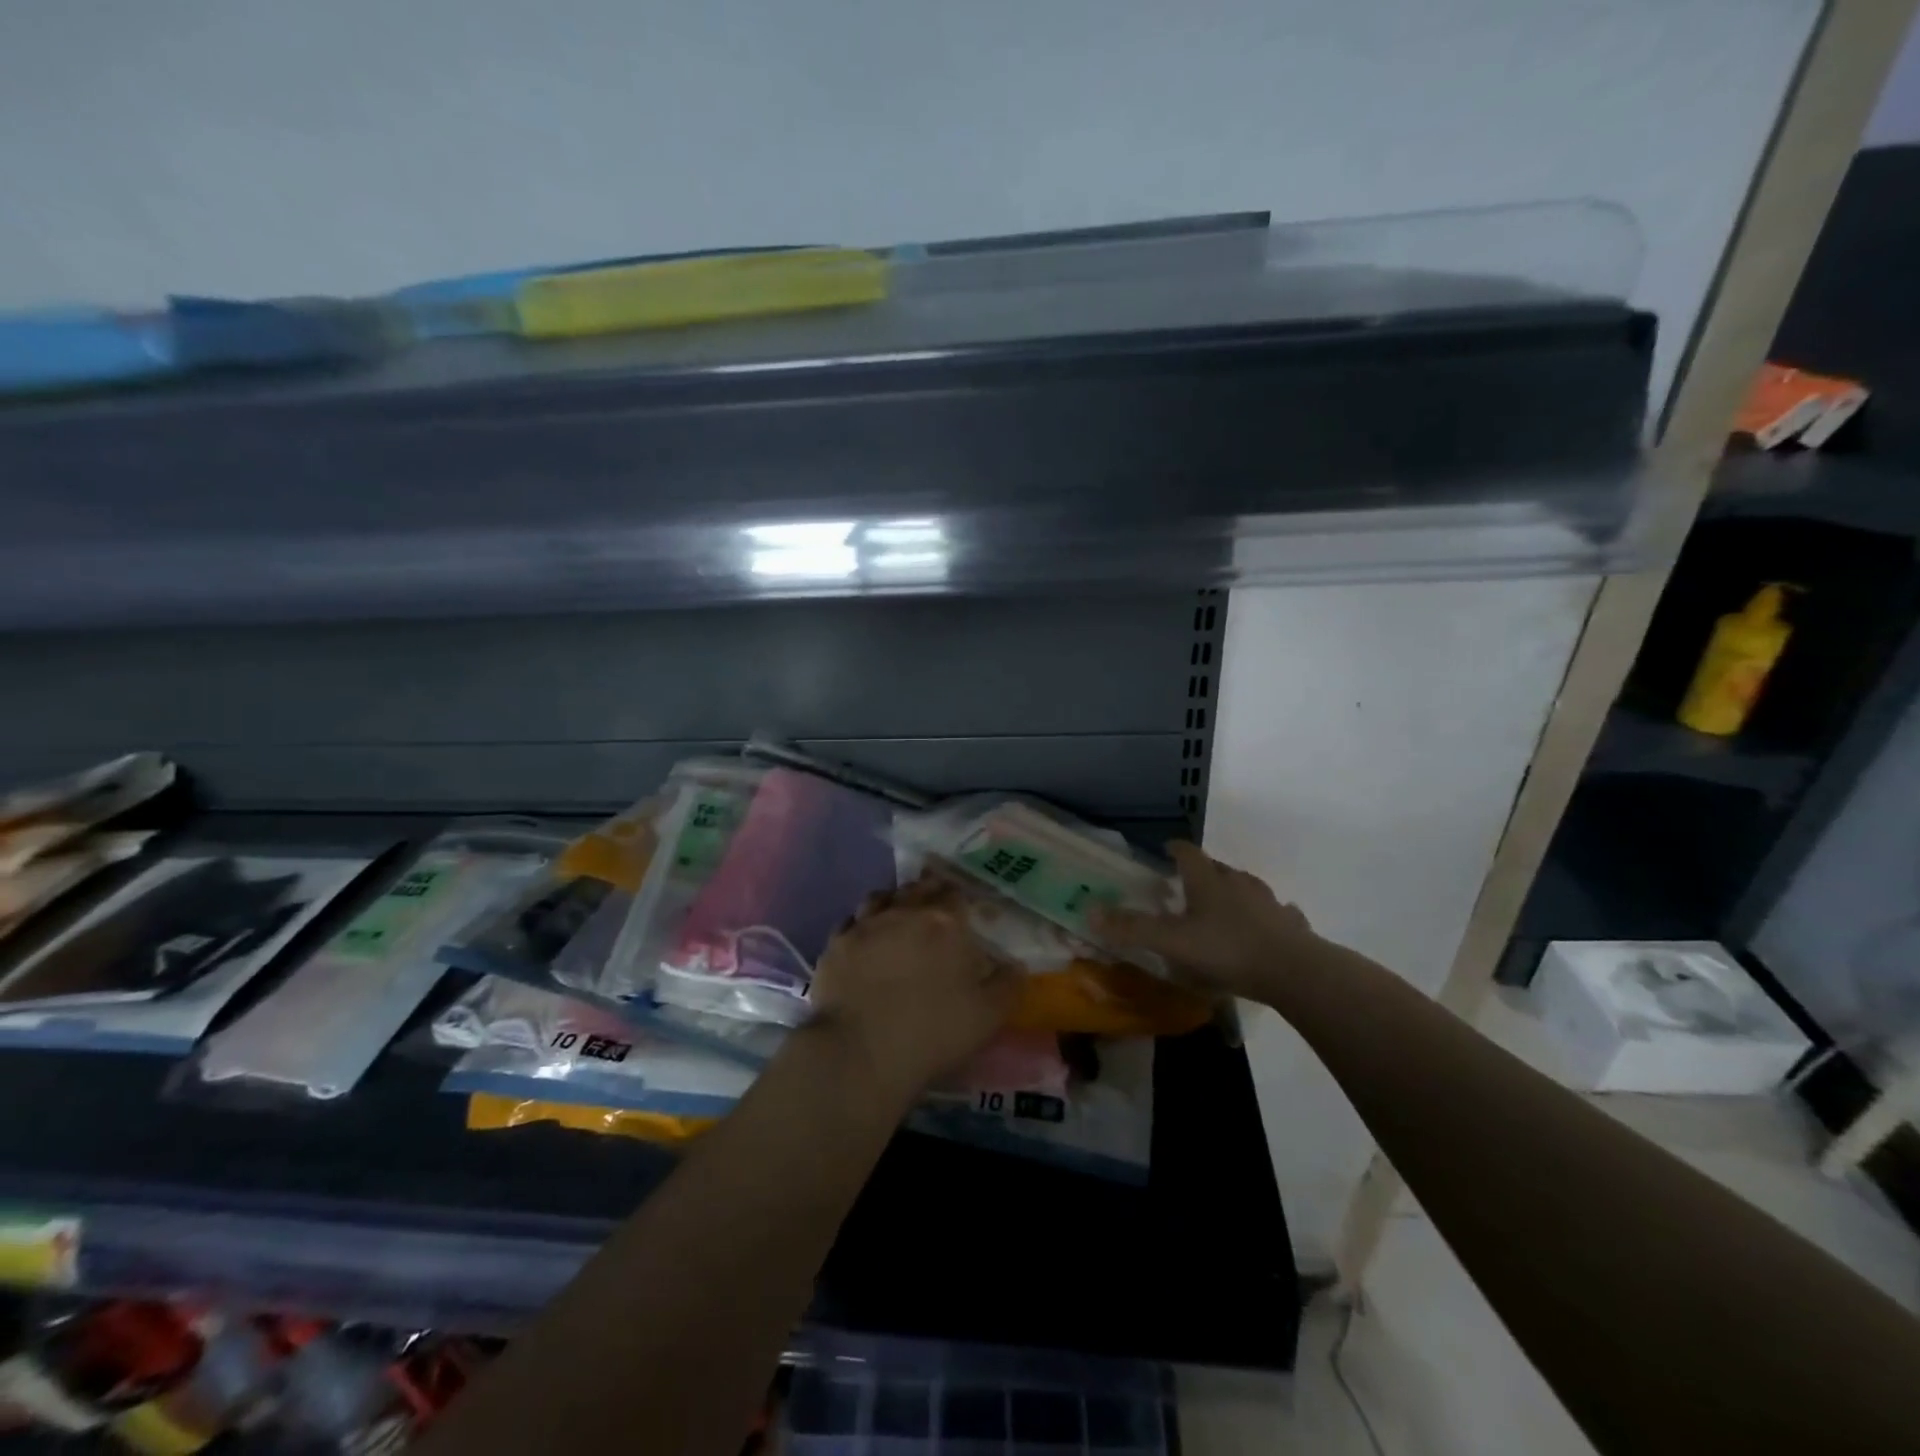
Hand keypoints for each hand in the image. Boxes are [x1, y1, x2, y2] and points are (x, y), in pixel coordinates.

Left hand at [809, 882, 1018, 1101]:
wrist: (861, 1051)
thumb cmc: (933, 1031)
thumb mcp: (988, 1016)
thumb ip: (1008, 984)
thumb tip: (1016, 965)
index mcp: (945, 922)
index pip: (955, 894)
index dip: (960, 899)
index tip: (963, 910)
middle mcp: (904, 912)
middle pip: (918, 889)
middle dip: (928, 892)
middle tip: (934, 907)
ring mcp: (865, 925)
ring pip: (881, 897)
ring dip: (893, 902)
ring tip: (898, 917)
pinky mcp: (835, 944)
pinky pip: (851, 922)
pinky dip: (862, 925)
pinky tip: (865, 940)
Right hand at [1093, 841, 1316, 1000]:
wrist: (1294, 971)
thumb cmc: (1226, 950)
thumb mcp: (1171, 942)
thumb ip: (1132, 928)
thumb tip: (1089, 912)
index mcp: (1207, 880)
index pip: (1187, 852)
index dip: (1174, 849)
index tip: (1166, 850)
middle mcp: (1238, 882)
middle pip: (1216, 868)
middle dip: (1201, 874)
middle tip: (1186, 888)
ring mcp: (1268, 901)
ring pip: (1246, 888)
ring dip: (1232, 894)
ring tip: (1221, 909)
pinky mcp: (1291, 924)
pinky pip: (1275, 914)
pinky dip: (1265, 917)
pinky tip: (1263, 929)